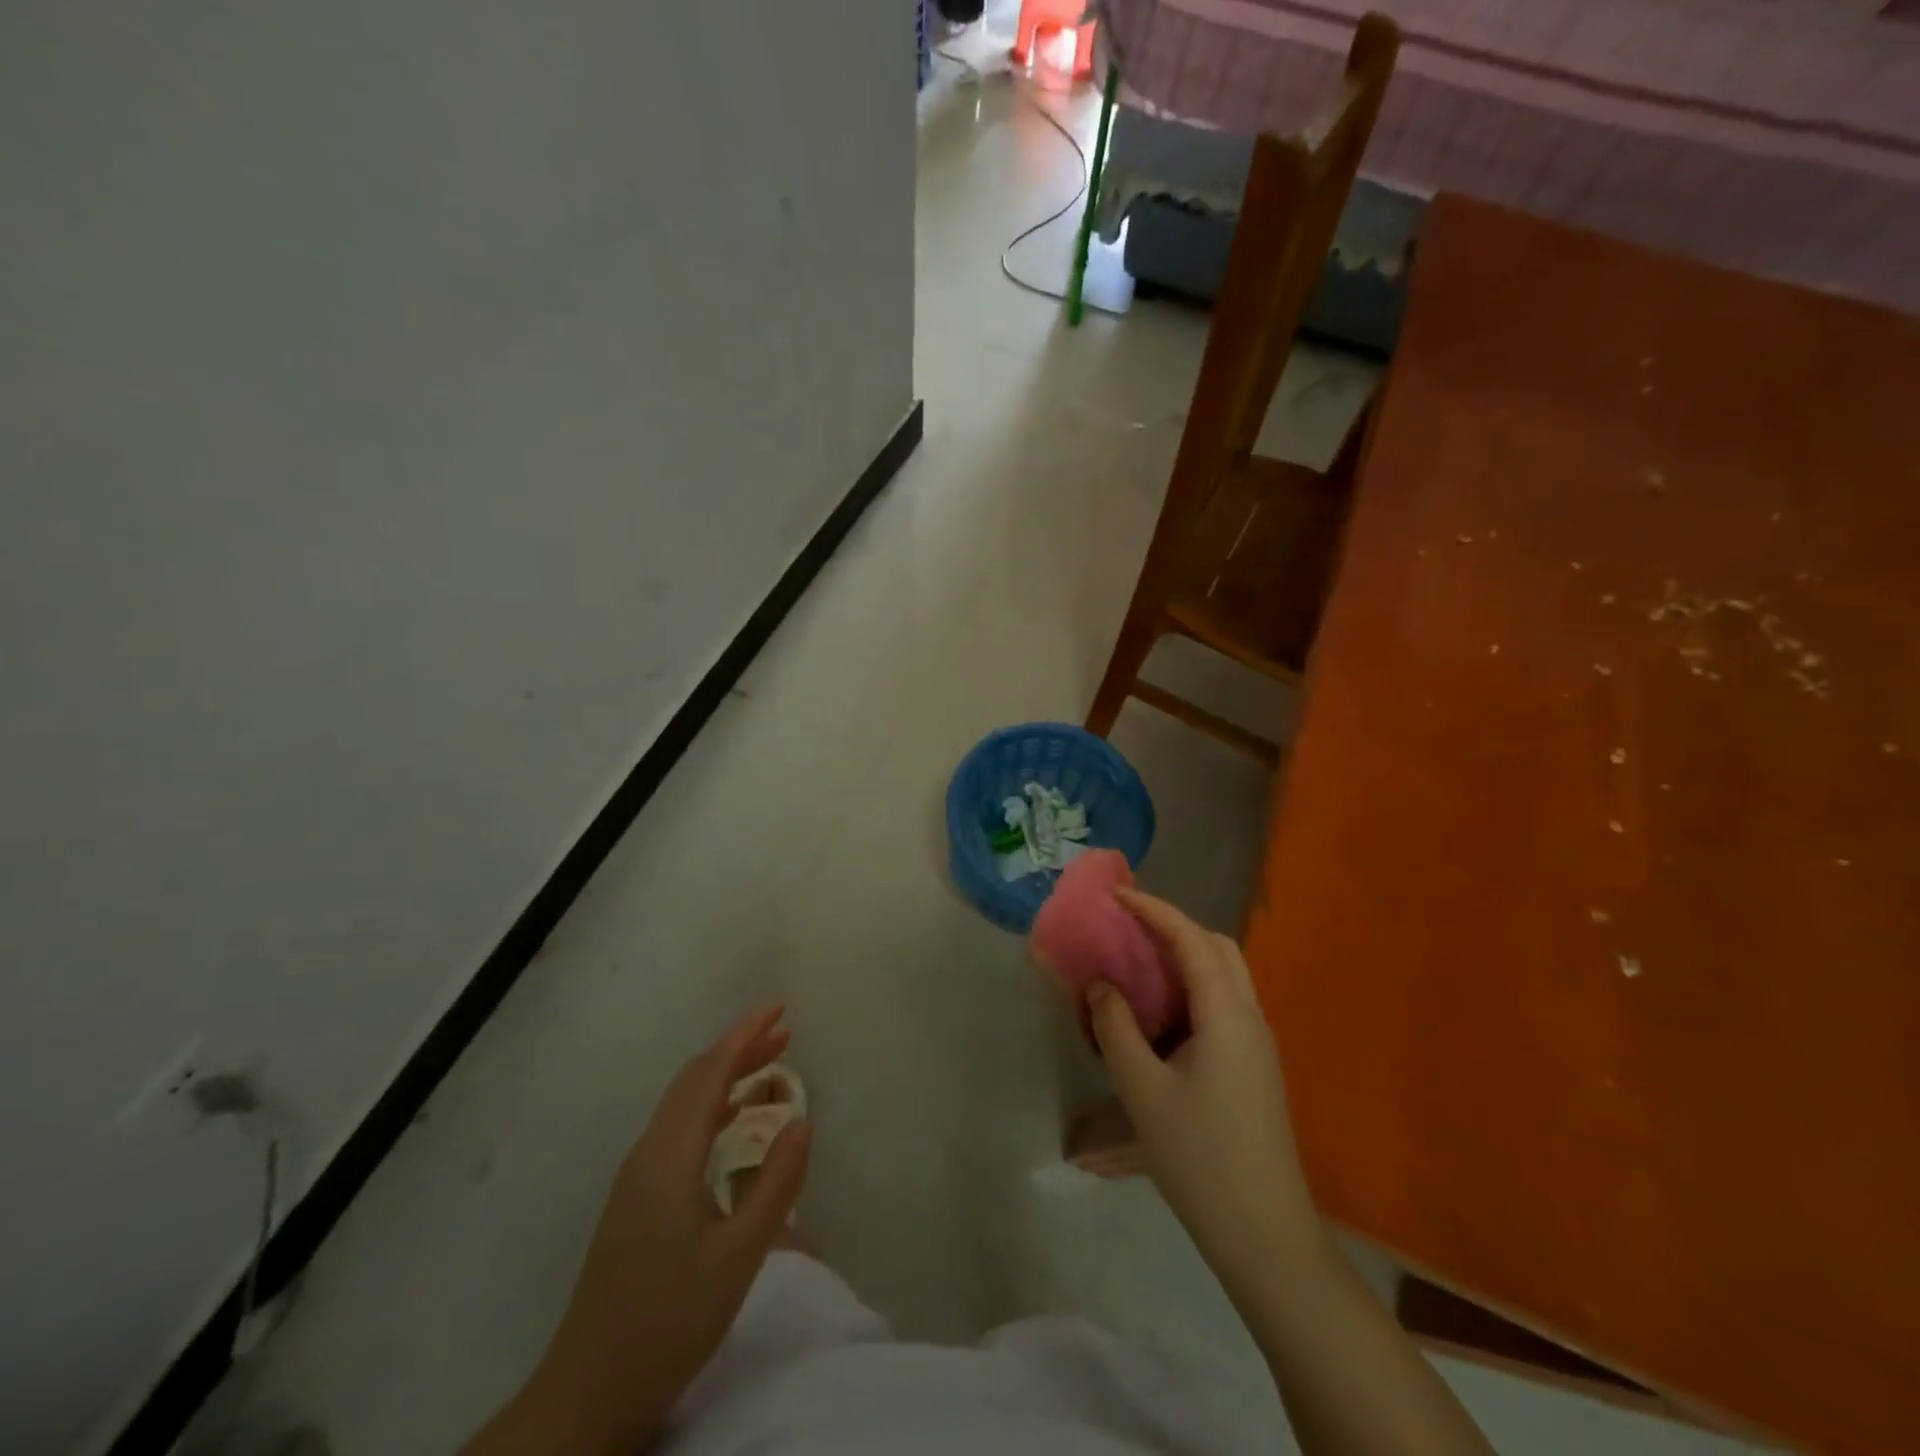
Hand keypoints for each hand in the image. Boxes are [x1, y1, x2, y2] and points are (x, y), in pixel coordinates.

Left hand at [532, 1005, 810, 1449]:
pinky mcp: (636, 1198)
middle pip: (695, 1080)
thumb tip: (803, 1123)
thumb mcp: (738, 1257)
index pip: (710, 1073)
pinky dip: (711, 1106)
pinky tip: (733, 1122)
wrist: (588, 1393)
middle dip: (739, 1048)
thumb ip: (775, 1186)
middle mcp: (648, 1153)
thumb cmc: (669, 1321)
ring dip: (725, 1076)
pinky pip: (678, 1128)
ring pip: (684, 1103)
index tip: (779, 1008)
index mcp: (670, 1156)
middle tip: (785, 1032)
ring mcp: (636, 1176)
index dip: (745, 1035)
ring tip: (769, 1066)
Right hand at [1087, 891, 1325, 1281]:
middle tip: (1128, 928)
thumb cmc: (1199, 1157)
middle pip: (1217, 947)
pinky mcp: (1255, 1066)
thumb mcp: (1142, 1090)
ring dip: (1185, 956)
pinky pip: (1223, 1003)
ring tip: (1139, 964)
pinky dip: (1192, 986)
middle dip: (1173, 926)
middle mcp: (1250, 1017)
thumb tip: (1101, 986)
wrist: (1264, 1233)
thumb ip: (1116, 1028)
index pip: (1191, 939)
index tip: (1116, 895)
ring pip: (1225, 974)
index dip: (1153, 910)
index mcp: (1227, 1014)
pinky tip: (1161, 1013)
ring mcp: (1258, 1043)